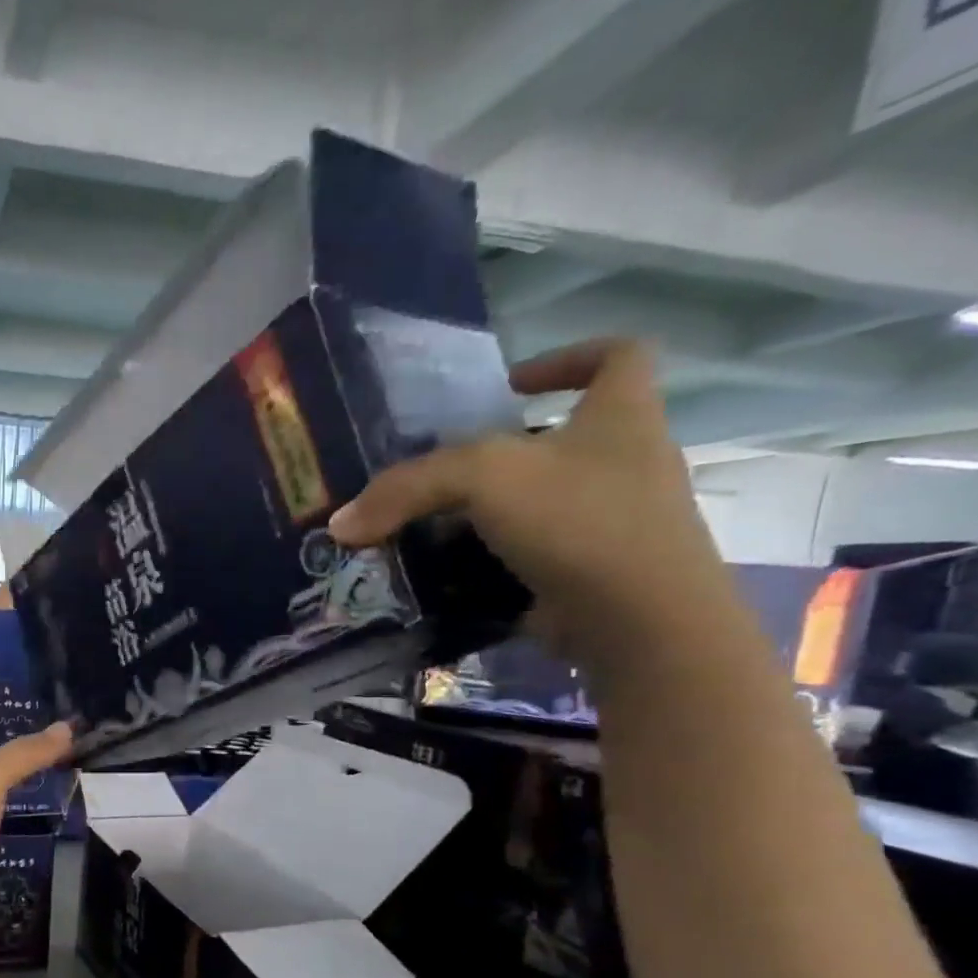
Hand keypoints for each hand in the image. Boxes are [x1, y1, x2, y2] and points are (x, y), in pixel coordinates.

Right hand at [328, 339, 734, 668]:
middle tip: (435, 476)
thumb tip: (340, 525)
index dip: (566, 358)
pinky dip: (488, 565)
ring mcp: (611, 523)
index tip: (508, 385)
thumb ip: (406, 489)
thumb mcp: (482, 479)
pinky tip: (444, 577)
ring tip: (425, 530)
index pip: (617, 356)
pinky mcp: (589, 575)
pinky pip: (529, 558)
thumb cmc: (577, 520)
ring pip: (539, 504)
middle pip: (558, 441)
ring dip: (485, 515)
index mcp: (622, 416)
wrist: (638, 621)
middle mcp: (625, 463)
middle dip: (497, 456)